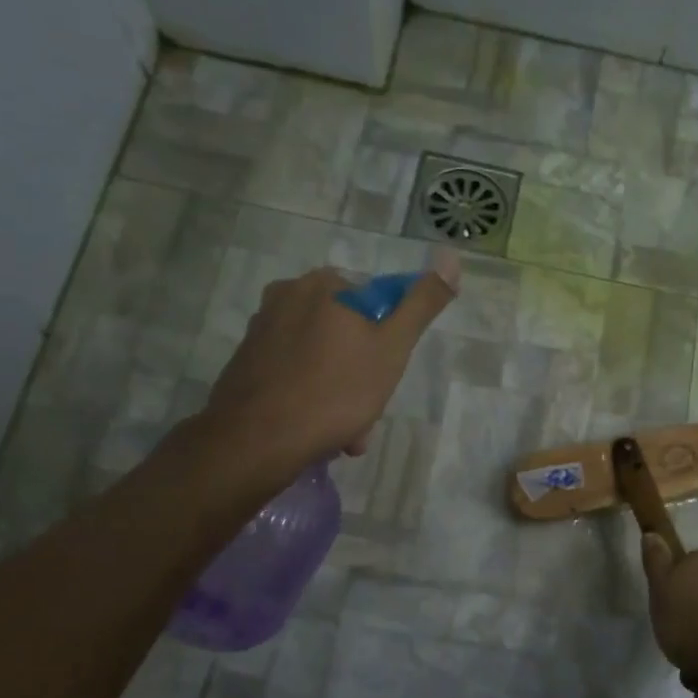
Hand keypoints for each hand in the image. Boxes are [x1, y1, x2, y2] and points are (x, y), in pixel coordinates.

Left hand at [206, 256, 457, 475]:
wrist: (256, 440)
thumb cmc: (334, 391)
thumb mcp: (392, 347)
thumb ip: (421, 304)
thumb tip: (451, 257)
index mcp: (324, 285)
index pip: (375, 306)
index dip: (388, 346)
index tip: (387, 381)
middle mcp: (287, 295)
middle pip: (347, 334)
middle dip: (362, 375)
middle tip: (366, 414)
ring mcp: (261, 329)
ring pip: (321, 358)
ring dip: (340, 393)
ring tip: (344, 433)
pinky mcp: (245, 362)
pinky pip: (294, 374)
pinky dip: (310, 397)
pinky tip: (317, 430)